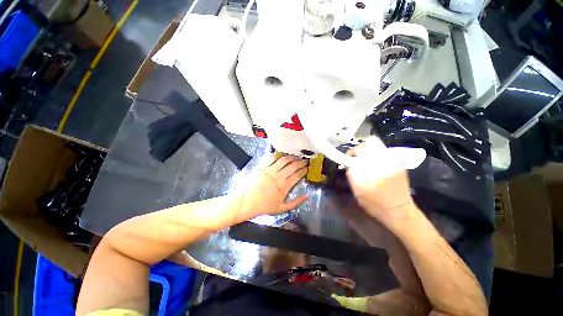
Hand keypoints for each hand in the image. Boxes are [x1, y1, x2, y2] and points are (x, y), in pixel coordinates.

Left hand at [238, 155, 308, 217]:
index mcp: (285, 186)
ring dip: (291, 157)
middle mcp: (279, 176)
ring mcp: (270, 170)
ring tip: (295, 157)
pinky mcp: (263, 166)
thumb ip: (297, 202)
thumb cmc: (265, 206)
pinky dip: (278, 155)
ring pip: (284, 160)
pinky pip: (272, 158)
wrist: (247, 202)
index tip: (307, 167)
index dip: (304, 170)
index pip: (298, 175)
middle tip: (304, 161)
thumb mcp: (283, 208)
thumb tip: (308, 195)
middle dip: (301, 162)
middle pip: (293, 165)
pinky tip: (282, 155)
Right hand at [346, 137, 414, 226]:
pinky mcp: (399, 165)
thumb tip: (350, 161)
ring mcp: (396, 161)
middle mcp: (389, 158)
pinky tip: (373, 170)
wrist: (400, 213)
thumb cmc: (377, 203)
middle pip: (373, 142)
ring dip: (367, 154)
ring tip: (363, 167)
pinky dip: (374, 158)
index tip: (348, 160)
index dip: (353, 150)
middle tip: (355, 161)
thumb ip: (352, 172)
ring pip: (378, 147)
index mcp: (378, 164)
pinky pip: (384, 154)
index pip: (364, 146)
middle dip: (361, 149)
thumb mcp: (358, 189)